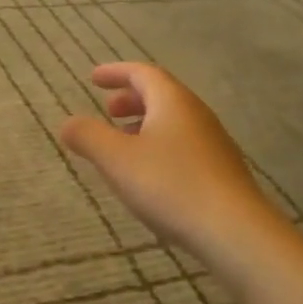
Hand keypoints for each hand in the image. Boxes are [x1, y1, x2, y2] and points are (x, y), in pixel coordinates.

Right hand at [59, 63, 277, 260]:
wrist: (234, 230)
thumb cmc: (170, 185)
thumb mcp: (117, 160)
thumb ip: (89, 137)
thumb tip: (67, 123)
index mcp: (172, 101)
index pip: (143, 73)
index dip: (116, 72)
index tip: (94, 78)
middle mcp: (196, 114)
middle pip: (161, 95)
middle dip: (131, 99)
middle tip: (107, 111)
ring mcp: (213, 142)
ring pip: (173, 121)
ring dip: (145, 124)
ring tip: (123, 144)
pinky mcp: (221, 171)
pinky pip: (184, 144)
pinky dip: (160, 146)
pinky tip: (150, 174)